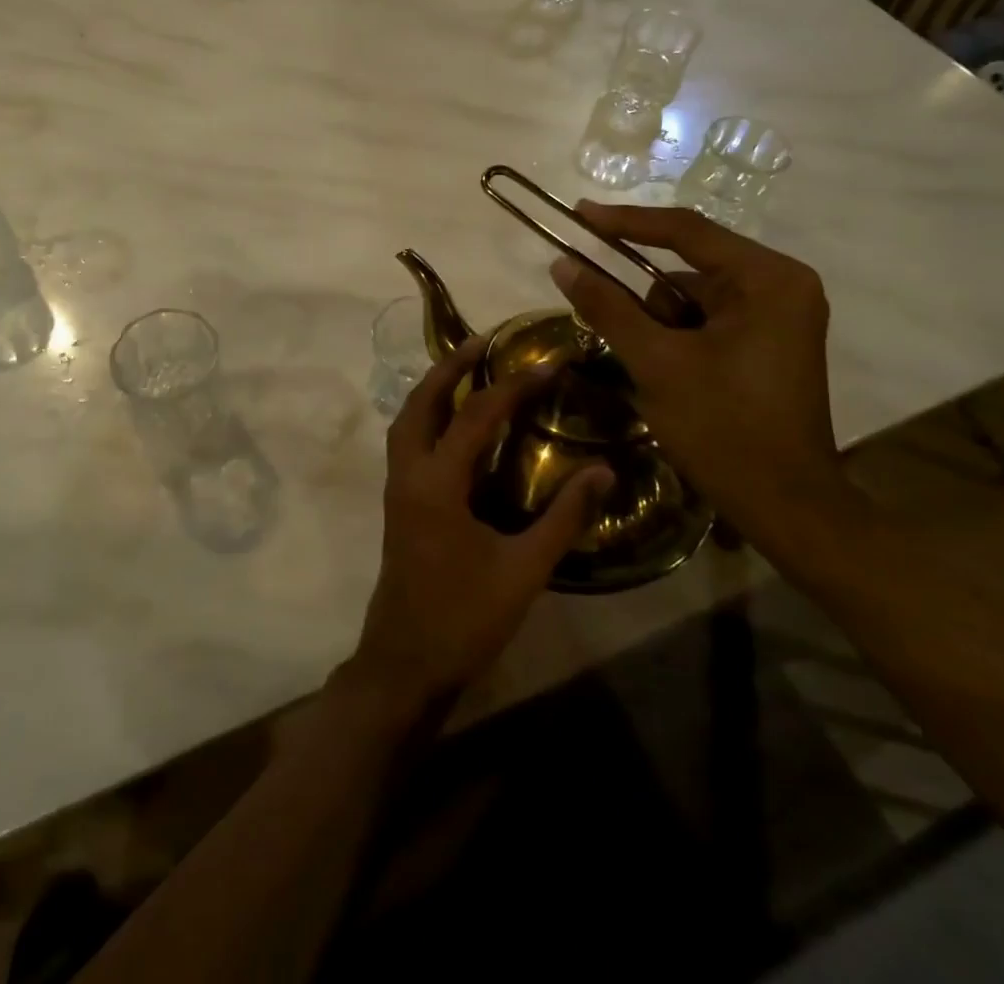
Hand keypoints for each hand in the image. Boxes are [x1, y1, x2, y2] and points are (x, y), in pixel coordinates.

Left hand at [348, 338, 613, 712]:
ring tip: (466, 369)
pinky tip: (455, 423)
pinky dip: (428, 416)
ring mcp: (398, 487)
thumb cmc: (465, 618)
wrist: (406, 662)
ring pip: (408, 419)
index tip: (548, 361)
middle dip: (449, 366)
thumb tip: (605, 471)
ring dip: (433, 388)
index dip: (514, 385)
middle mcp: (409, 473)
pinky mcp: (399, 503)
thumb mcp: (524, 570)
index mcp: (437, 482)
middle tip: (483, 340)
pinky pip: (409, 441)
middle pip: (421, 401)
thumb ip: (564, 518)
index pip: (477, 415)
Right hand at [549, 203, 839, 533]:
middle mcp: (780, 285)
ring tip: (651, 369)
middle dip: (643, 298)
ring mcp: (777, 315)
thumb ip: (608, 307)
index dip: (625, 221)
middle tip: (605, 316)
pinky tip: (667, 374)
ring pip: (691, 298)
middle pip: (687, 268)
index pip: (686, 231)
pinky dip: (675, 338)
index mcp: (767, 278)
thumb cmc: (724, 428)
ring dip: (657, 324)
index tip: (578, 213)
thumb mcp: (657, 363)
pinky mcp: (768, 342)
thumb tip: (562, 263)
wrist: (786, 506)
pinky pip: (706, 321)